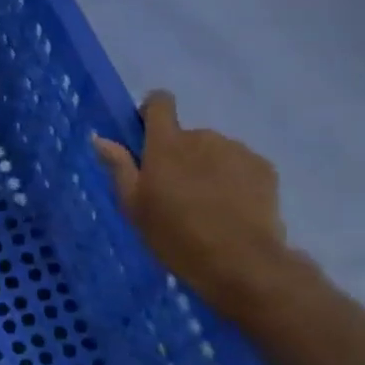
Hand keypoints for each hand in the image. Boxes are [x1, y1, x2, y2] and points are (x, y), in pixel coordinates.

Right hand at [93, 91, 296, 320]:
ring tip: (206, 206)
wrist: (240, 262)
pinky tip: (231, 210)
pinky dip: (232, 180)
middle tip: (175, 193)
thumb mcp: (134, 206)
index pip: (160, 102)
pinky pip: (239, 165)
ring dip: (206, 168)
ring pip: (214, 151)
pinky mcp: (263, 168)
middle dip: (179, 156)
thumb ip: (118, 167)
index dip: (151, 112)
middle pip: (186, 136)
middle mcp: (202, 137)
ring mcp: (236, 150)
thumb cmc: (175, 235)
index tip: (147, 136)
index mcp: (166, 144)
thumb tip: (100, 138)